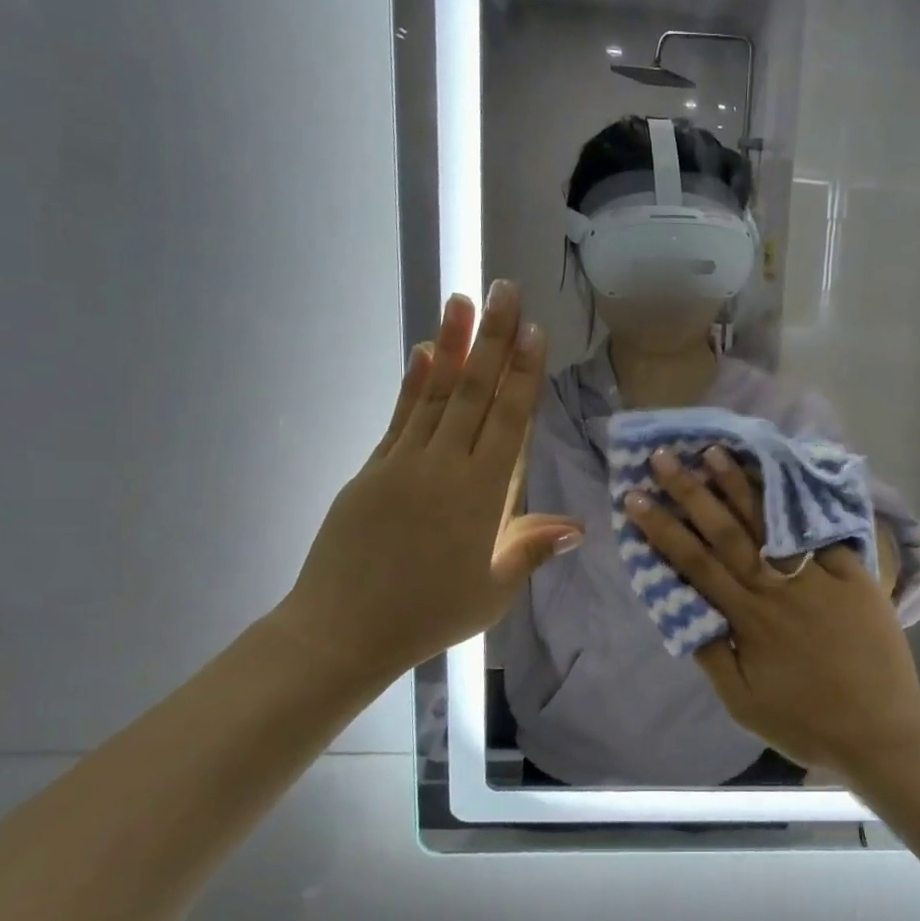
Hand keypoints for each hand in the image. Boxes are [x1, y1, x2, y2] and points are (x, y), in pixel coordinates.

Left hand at [271, 281, 583, 688]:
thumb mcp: (493, 591)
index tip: (532, 330)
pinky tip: (423, 353)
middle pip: (474, 393)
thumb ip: (531, 549)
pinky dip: (415, 382)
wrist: (342, 631)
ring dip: (451, 344)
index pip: (508, 421)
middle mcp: (443, 467)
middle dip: (492, 339)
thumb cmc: (428, 616)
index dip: (522, 373)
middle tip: (503, 289)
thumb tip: (577, 527)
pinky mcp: (373, 469)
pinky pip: (401, 416)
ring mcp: (402, 463)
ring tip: (461, 300)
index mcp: (480, 495)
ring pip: (435, 394)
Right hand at [624, 446, 919, 774]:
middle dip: (692, 491)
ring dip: (740, 485)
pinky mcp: (853, 575)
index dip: (663, 528)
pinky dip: (800, 505)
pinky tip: (782, 477)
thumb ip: (712, 656)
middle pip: (727, 532)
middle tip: (664, 457)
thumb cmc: (806, 722)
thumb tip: (684, 614)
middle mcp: (777, 588)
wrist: (881, 731)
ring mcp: (817, 576)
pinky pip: (821, 534)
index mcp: (748, 618)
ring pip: (771, 524)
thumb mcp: (744, 703)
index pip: (695, 563)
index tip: (636, 498)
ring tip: (715, 452)